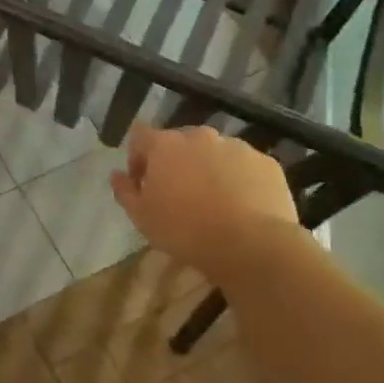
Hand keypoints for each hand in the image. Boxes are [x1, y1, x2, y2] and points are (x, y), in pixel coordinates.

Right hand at [110, 123, 299, 266]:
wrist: (252, 246)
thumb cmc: (185, 230)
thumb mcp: (142, 217)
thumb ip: (124, 191)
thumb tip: (116, 175)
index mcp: (164, 144)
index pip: (140, 136)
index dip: (137, 157)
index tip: (142, 183)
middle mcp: (199, 136)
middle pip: (179, 143)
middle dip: (175, 163)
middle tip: (178, 195)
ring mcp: (236, 146)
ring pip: (214, 153)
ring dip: (208, 169)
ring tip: (214, 202)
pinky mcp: (267, 163)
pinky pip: (244, 166)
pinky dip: (239, 179)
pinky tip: (241, 206)